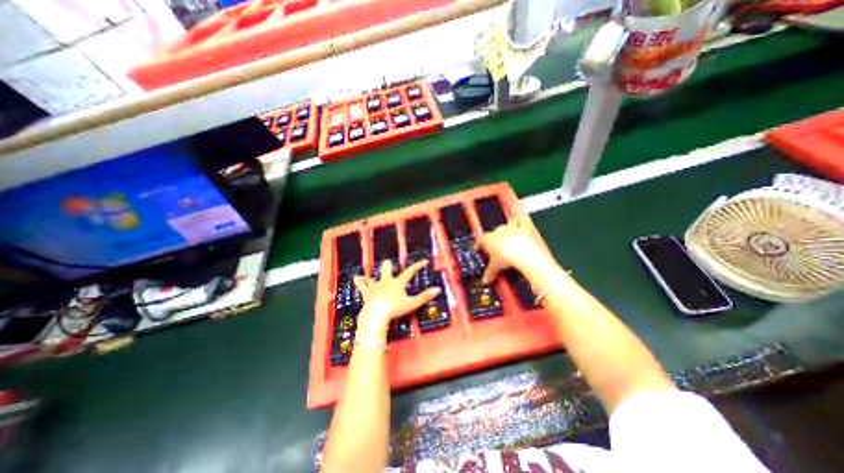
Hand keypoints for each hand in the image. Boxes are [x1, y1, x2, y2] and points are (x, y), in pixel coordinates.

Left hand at [354, 259, 441, 335]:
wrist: (376, 314)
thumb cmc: (395, 309)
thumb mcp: (412, 304)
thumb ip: (425, 296)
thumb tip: (438, 289)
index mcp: (398, 283)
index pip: (410, 272)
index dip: (417, 266)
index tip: (423, 261)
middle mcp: (386, 281)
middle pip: (387, 269)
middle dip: (388, 265)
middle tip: (389, 265)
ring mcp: (375, 286)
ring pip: (372, 276)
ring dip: (371, 275)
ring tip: (368, 273)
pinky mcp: (366, 292)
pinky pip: (361, 285)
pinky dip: (359, 281)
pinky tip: (356, 278)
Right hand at [477, 218, 550, 283]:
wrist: (524, 253)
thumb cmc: (506, 258)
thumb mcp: (495, 267)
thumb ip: (489, 272)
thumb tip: (485, 279)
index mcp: (487, 238)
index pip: (480, 240)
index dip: (478, 245)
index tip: (478, 249)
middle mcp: (497, 230)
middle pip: (492, 234)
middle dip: (493, 240)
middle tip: (495, 249)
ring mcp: (510, 227)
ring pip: (505, 227)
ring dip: (505, 232)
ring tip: (507, 239)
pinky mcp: (523, 227)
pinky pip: (520, 221)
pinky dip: (520, 222)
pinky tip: (521, 224)